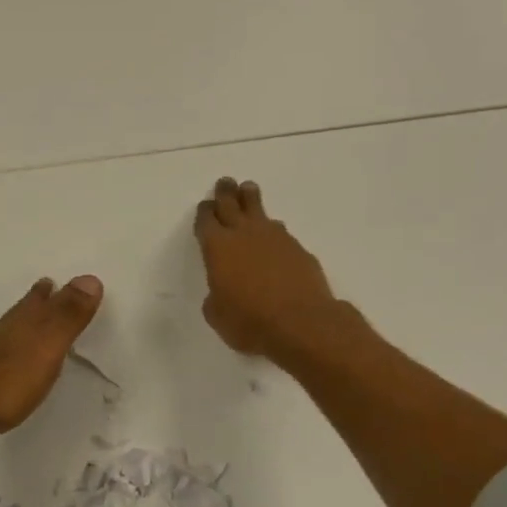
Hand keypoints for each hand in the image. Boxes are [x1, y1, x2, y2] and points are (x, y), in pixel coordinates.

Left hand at [0, 275, 104, 445]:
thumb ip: (67, 317)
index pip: (39, 300)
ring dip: (22, 323)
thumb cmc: (5, 381)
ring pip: (9, 331)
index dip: (49, 291)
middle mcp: (3, 333)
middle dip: (35, 302)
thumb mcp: (46, 348)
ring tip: (30, 319)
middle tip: (45, 289)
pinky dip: (10, 348)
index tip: (53, 280)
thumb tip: (90, 277)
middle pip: (22, 311)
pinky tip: (7, 359)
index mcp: (22, 323)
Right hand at [195, 178, 343, 362]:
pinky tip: (274, 235)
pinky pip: (280, 231)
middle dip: (226, 192)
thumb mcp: (218, 315)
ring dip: (251, 199)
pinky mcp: (298, 248)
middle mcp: (244, 234)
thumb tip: (222, 291)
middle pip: (231, 203)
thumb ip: (215, 297)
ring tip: (249, 190)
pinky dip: (272, 230)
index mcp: (217, 247)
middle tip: (225, 182)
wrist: (302, 323)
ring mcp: (275, 238)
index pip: (206, 220)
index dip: (204, 212)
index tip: (205, 207)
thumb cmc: (250, 322)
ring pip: (259, 210)